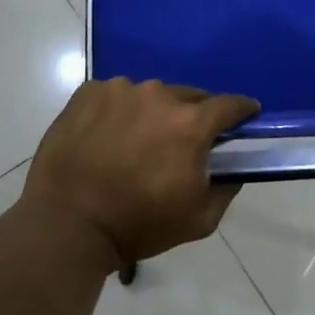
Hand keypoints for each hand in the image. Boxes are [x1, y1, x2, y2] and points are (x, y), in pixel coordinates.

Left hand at [21, 78, 258, 269]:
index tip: (246, 115)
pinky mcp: (88, 92)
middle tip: (186, 139)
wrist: (68, 224)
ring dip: (154, 111)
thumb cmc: (138, 224)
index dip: (242, 110)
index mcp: (190, 123)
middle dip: (195, 114)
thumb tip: (233, 169)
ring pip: (151, 94)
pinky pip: (115, 95)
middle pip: (190, 96)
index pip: (229, 104)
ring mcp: (119, 90)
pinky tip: (108, 135)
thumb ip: (226, 189)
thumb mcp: (199, 220)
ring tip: (140, 139)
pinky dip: (119, 110)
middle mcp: (158, 95)